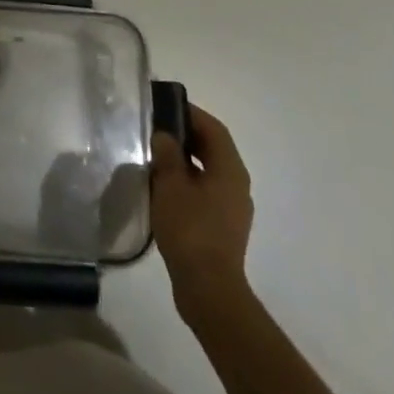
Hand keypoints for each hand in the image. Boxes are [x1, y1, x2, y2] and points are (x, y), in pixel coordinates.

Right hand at [150, 102, 255, 327]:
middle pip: (214, 148)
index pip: (213, 128)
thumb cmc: (190, 228)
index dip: (191, 113)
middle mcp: (237, 184)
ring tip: (157, 157)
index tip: (165, 105)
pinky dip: (188, 181)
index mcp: (230, 169)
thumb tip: (165, 136)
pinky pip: (206, 191)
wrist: (208, 288)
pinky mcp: (223, 226)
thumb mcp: (170, 185)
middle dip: (187, 135)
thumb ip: (167, 154)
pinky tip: (165, 188)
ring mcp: (233, 207)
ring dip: (186, 159)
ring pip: (209, 171)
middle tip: (157, 128)